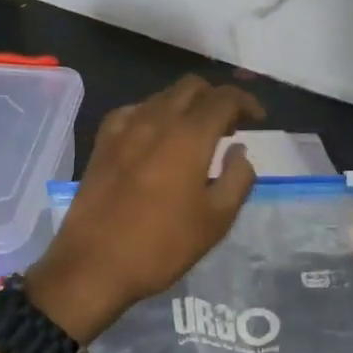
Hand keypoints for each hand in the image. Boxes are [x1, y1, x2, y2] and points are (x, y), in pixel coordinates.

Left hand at [25, 75, 265, 341]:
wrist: (93, 265)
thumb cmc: (162, 245)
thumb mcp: (216, 220)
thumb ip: (237, 178)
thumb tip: (239, 152)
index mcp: (189, 135)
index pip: (224, 98)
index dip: (246, 102)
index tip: (259, 119)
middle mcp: (156, 120)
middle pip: (192, 87)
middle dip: (216, 98)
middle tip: (231, 126)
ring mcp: (124, 128)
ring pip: (162, 96)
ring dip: (187, 105)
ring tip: (198, 134)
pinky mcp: (103, 143)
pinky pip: (134, 111)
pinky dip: (155, 115)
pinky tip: (157, 139)